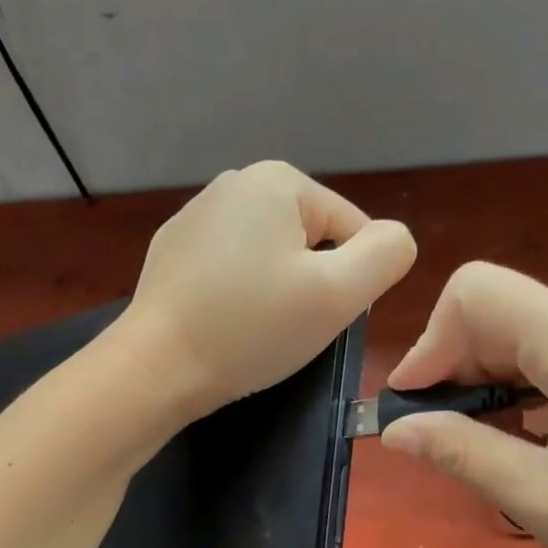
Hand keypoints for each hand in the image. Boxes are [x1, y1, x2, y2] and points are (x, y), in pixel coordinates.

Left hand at [117, 162, 415, 419]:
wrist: (155, 368)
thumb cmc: (251, 328)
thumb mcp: (339, 293)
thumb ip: (387, 254)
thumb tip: (392, 239)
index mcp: (276, 179)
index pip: (350, 227)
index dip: (349, 280)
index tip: (317, 317)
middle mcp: (232, 184)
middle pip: (306, 240)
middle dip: (308, 284)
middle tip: (284, 328)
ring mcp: (193, 218)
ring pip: (266, 258)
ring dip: (272, 294)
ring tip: (251, 331)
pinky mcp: (170, 255)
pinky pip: (227, 272)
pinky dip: (235, 298)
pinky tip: (220, 327)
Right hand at [381, 262, 547, 547]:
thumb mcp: (546, 501)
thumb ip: (463, 454)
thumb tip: (398, 430)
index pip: (476, 294)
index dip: (429, 345)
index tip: (415, 412)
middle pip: (506, 316)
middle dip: (457, 372)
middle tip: (444, 448)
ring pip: (539, 345)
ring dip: (495, 391)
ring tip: (492, 460)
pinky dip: (536, 400)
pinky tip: (544, 455)